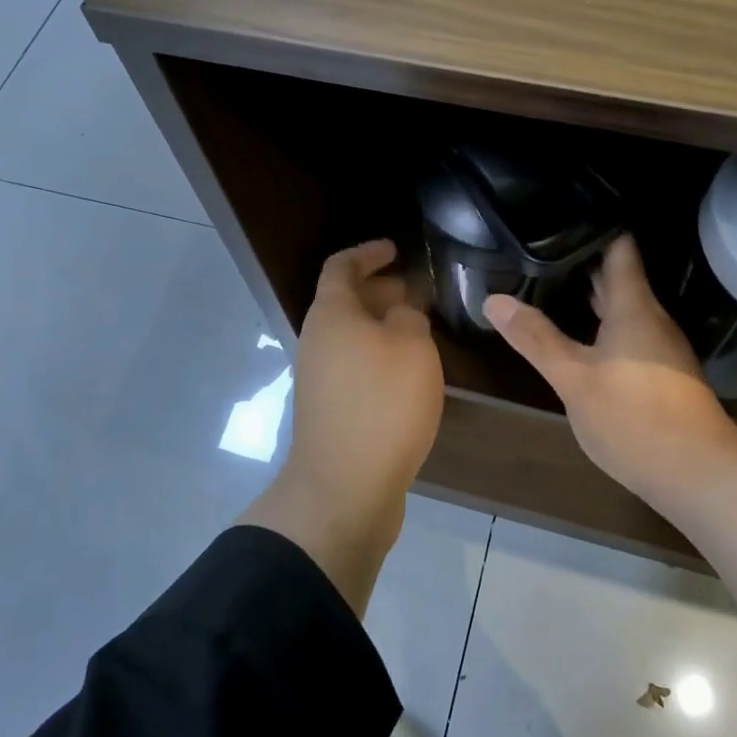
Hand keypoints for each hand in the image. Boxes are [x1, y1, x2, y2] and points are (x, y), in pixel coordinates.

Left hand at [284, 239, 445, 513]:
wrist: (345, 487)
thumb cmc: (381, 404)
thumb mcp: (411, 347)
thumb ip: (409, 317)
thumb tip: (401, 314)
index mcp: (330, 315)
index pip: (341, 266)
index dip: (368, 253)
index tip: (395, 249)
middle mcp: (316, 341)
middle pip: (344, 302)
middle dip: (380, 291)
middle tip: (416, 291)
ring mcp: (318, 378)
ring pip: (351, 337)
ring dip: (381, 326)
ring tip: (419, 330)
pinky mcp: (329, 410)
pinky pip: (354, 366)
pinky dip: (378, 357)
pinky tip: (407, 373)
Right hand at [484, 235, 736, 510]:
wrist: (698, 476)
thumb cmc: (634, 418)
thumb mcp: (573, 378)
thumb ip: (535, 337)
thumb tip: (494, 299)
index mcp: (633, 307)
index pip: (619, 248)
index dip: (596, 224)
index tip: (563, 209)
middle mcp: (651, 319)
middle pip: (618, 276)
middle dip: (583, 258)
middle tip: (542, 243)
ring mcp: (659, 348)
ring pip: (621, 306)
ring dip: (590, 293)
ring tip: (550, 279)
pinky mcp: (660, 373)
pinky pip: (626, 332)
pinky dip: (599, 322)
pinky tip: (577, 332)